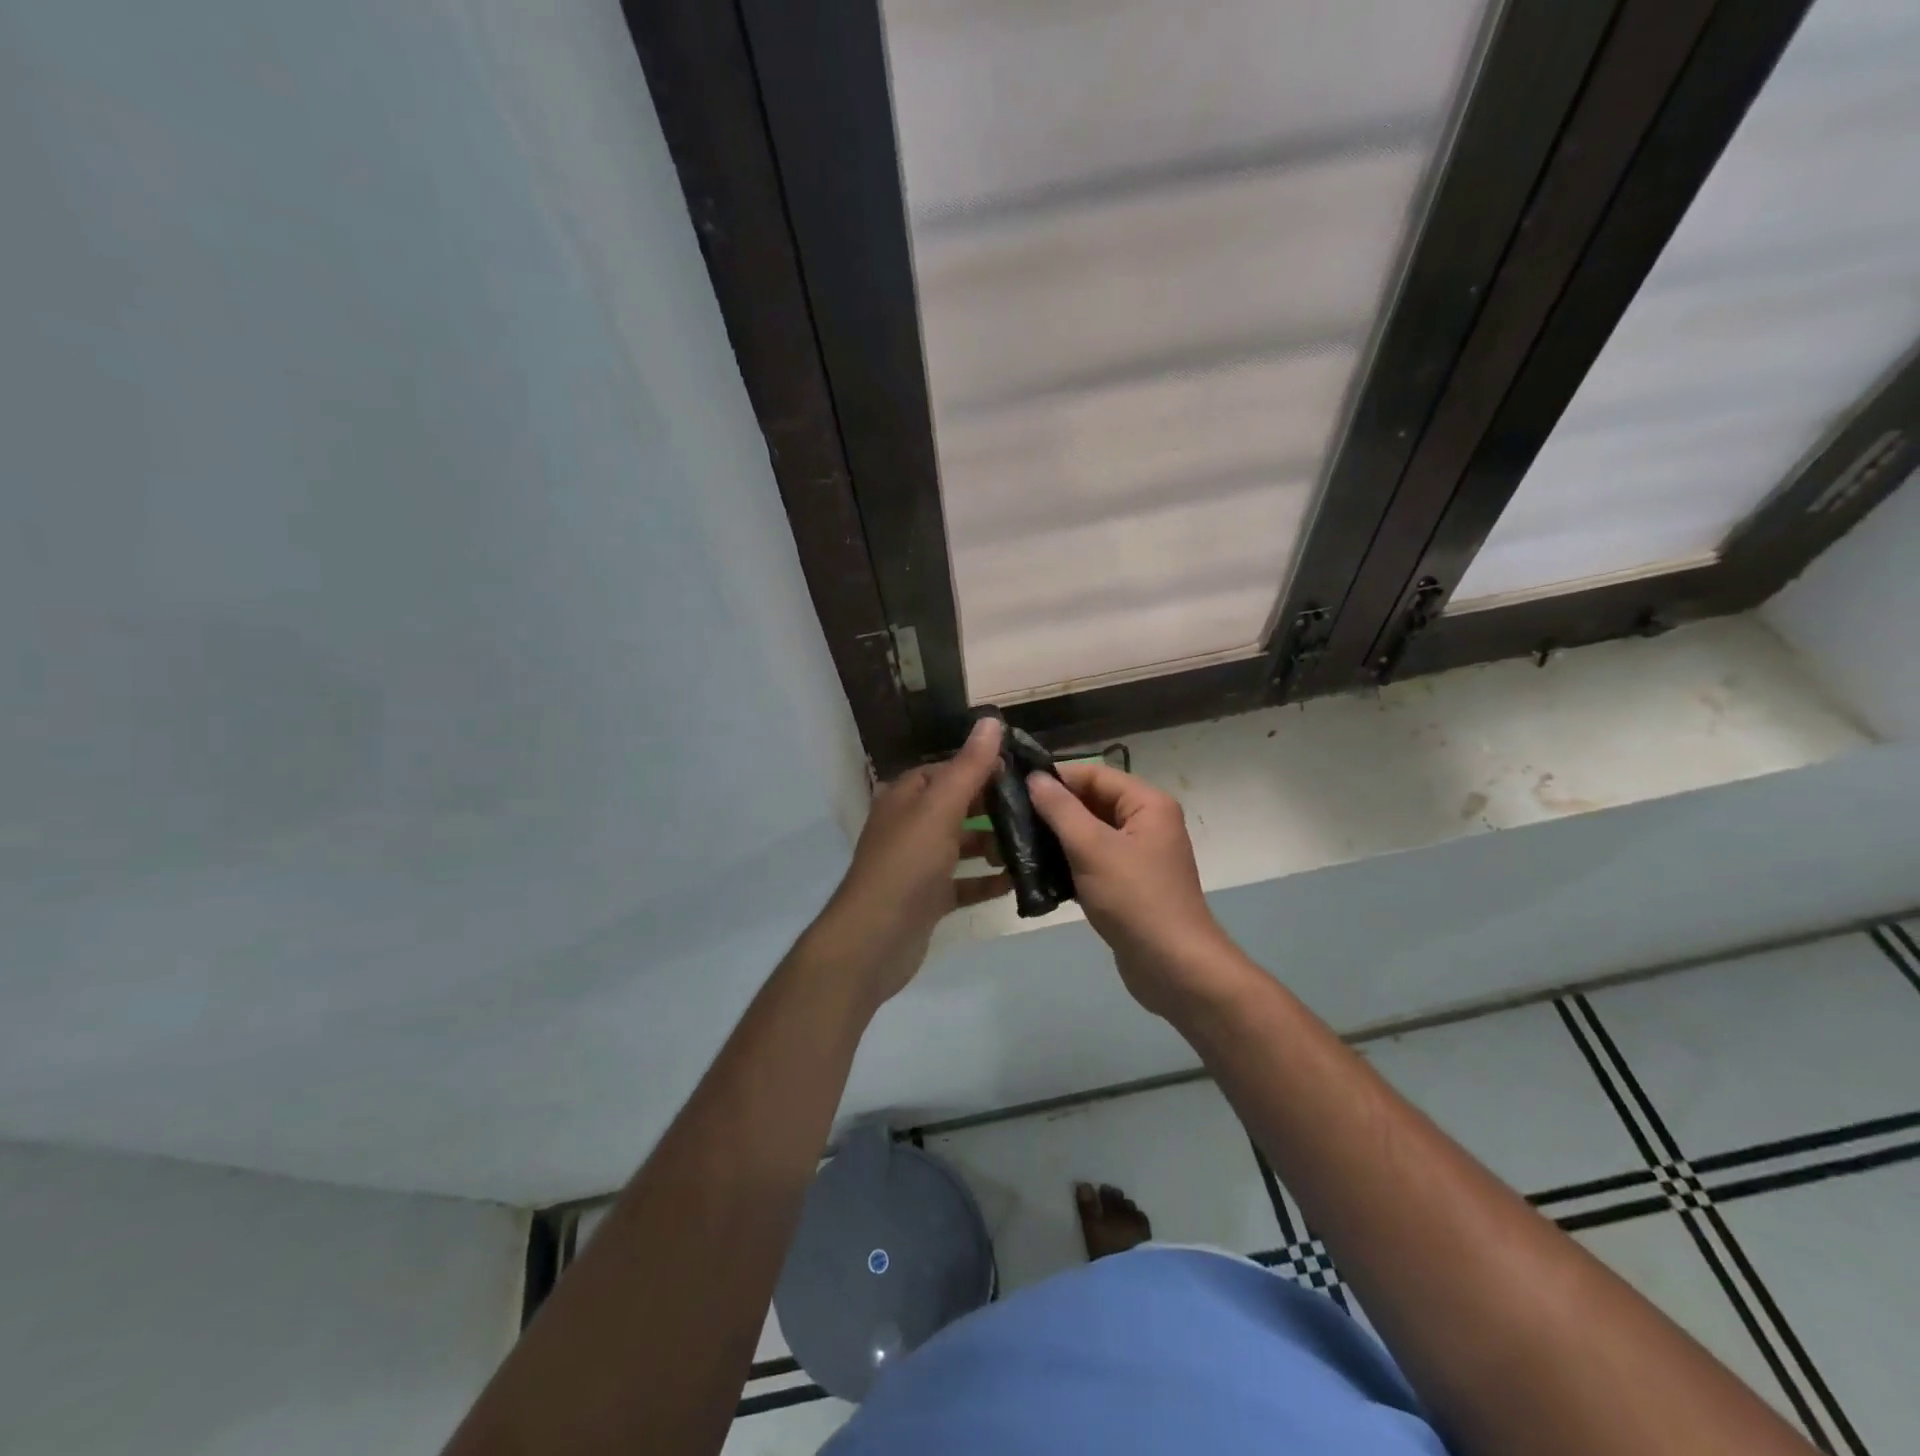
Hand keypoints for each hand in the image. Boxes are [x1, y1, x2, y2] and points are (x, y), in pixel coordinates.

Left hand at [817, 717, 1009, 1006]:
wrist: (874, 939)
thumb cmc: (907, 864)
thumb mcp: (940, 808)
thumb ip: (969, 767)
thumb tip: (991, 720)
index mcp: (906, 797)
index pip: (947, 770)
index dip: (982, 768)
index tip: (1023, 774)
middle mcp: (909, 825)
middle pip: (957, 807)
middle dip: (993, 808)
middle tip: (1038, 810)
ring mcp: (917, 864)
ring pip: (961, 845)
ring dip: (993, 845)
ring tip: (1033, 845)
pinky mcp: (927, 898)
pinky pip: (963, 883)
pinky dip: (986, 881)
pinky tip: (1017, 882)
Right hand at [1028, 763, 1246, 1018]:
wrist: (1174, 967)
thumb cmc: (1135, 898)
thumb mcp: (1092, 848)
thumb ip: (1060, 809)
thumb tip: (1034, 777)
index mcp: (1147, 804)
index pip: (1094, 774)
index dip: (1055, 777)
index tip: (1014, 786)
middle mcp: (1146, 823)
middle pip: (1092, 802)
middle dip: (1052, 808)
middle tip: (1008, 816)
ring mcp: (1137, 855)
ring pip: (1089, 833)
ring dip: (1056, 837)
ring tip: (1014, 842)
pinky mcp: (1127, 884)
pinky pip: (1092, 861)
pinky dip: (1067, 862)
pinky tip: (1036, 871)